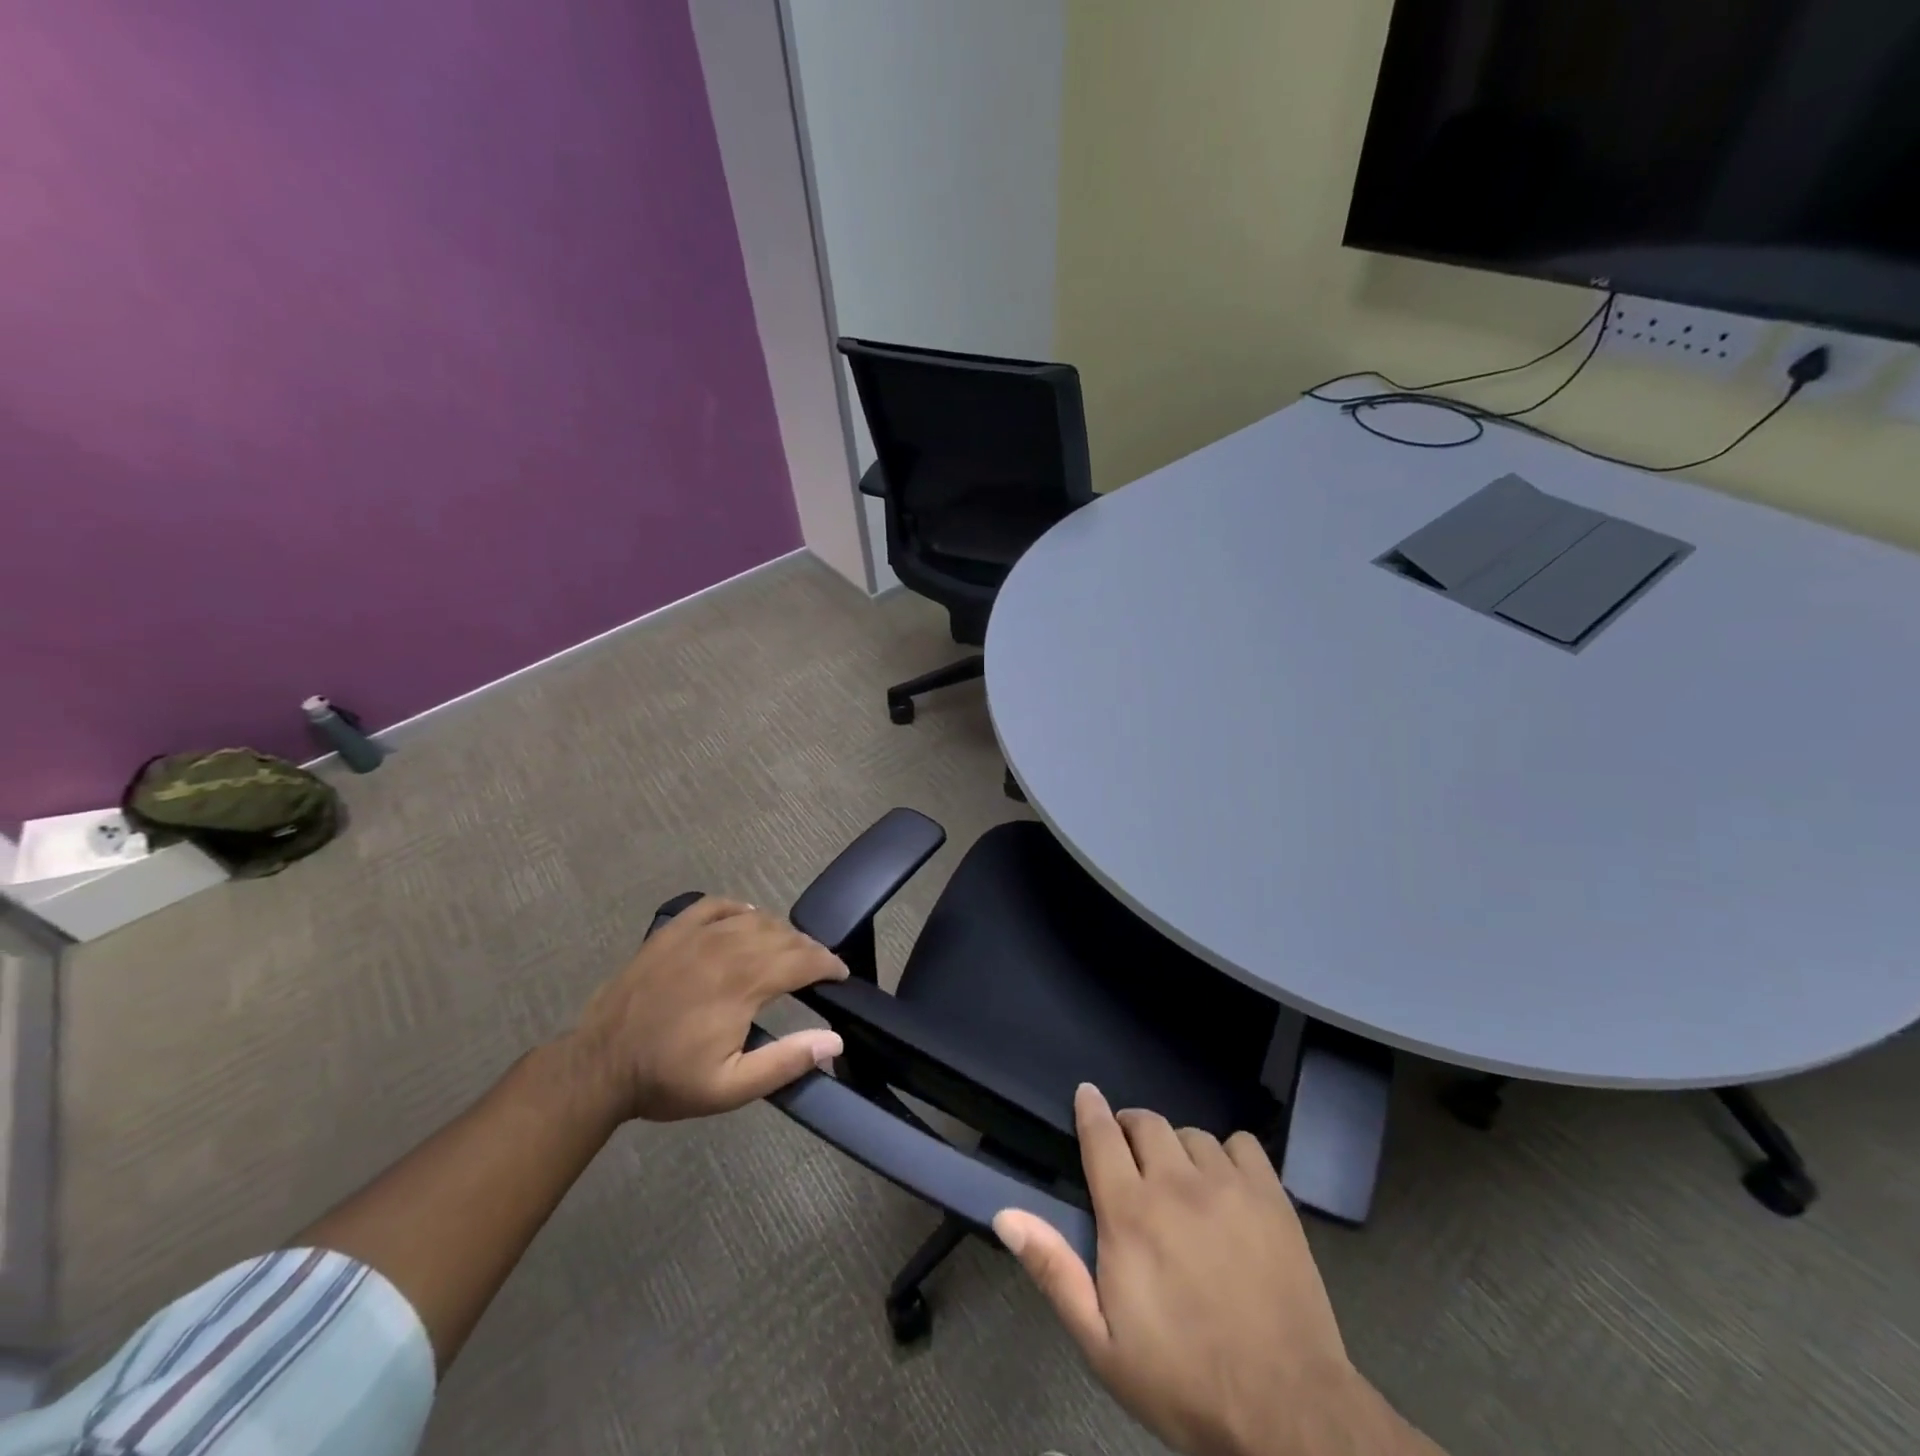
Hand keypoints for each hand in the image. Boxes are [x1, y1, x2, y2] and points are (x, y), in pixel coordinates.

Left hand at [565, 896, 847, 1122]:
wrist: (598, 1066)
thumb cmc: (667, 1079)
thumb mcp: (729, 1088)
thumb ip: (785, 1062)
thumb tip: (835, 1040)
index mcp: (743, 983)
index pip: (802, 960)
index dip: (828, 964)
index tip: (840, 975)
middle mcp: (725, 948)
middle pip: (783, 936)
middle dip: (809, 949)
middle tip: (819, 967)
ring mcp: (696, 934)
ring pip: (755, 918)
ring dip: (780, 931)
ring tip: (789, 949)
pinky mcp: (673, 931)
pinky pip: (716, 905)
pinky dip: (739, 909)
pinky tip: (747, 919)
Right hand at [996, 1086, 1426, 1455]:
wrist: (1288, 1413)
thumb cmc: (1184, 1381)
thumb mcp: (1102, 1344)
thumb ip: (1054, 1270)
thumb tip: (1006, 1216)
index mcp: (1130, 1213)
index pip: (1101, 1135)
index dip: (1090, 1108)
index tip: (1086, 1093)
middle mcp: (1176, 1183)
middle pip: (1146, 1123)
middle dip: (1130, 1129)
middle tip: (1130, 1158)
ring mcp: (1228, 1185)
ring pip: (1191, 1134)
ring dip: (1176, 1148)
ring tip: (1179, 1180)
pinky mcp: (1271, 1196)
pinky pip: (1242, 1144)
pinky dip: (1227, 1154)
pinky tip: (1227, 1185)